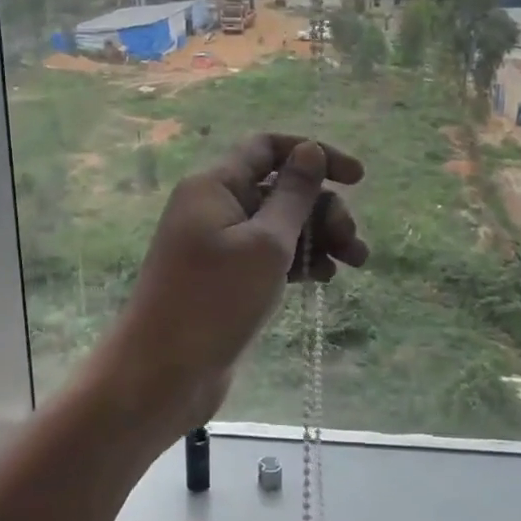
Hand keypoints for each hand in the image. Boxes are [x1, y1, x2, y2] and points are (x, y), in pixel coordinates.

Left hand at [105, 135, 367, 441]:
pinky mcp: (225, 279)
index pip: (267, 148)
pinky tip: (324, 278)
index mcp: (215, 186)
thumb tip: (310, 150)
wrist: (163, 372)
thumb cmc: (214, 301)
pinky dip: (297, 261)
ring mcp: (218, 245)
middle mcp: (214, 207)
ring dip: (317, 237)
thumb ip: (293, 195)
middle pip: (279, 189)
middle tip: (353, 243)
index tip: (357, 178)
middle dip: (322, 209)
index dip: (313, 153)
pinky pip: (268, 256)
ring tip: (354, 262)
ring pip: (278, 226)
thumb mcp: (265, 243)